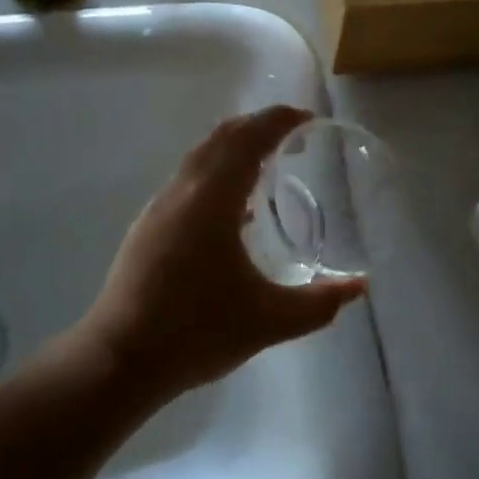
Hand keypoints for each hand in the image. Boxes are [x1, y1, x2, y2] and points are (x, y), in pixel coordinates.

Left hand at [83, 106, 367, 398]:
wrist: (120, 358)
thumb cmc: (197, 332)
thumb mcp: (269, 321)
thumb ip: (319, 304)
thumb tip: (359, 288)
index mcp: (212, 199)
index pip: (249, 139)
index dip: (279, 121)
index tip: (308, 119)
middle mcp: (182, 191)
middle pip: (221, 138)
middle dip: (256, 126)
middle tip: (291, 136)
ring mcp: (158, 207)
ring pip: (198, 157)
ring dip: (232, 148)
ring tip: (265, 163)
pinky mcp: (146, 227)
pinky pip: (186, 180)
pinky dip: (214, 172)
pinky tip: (230, 209)